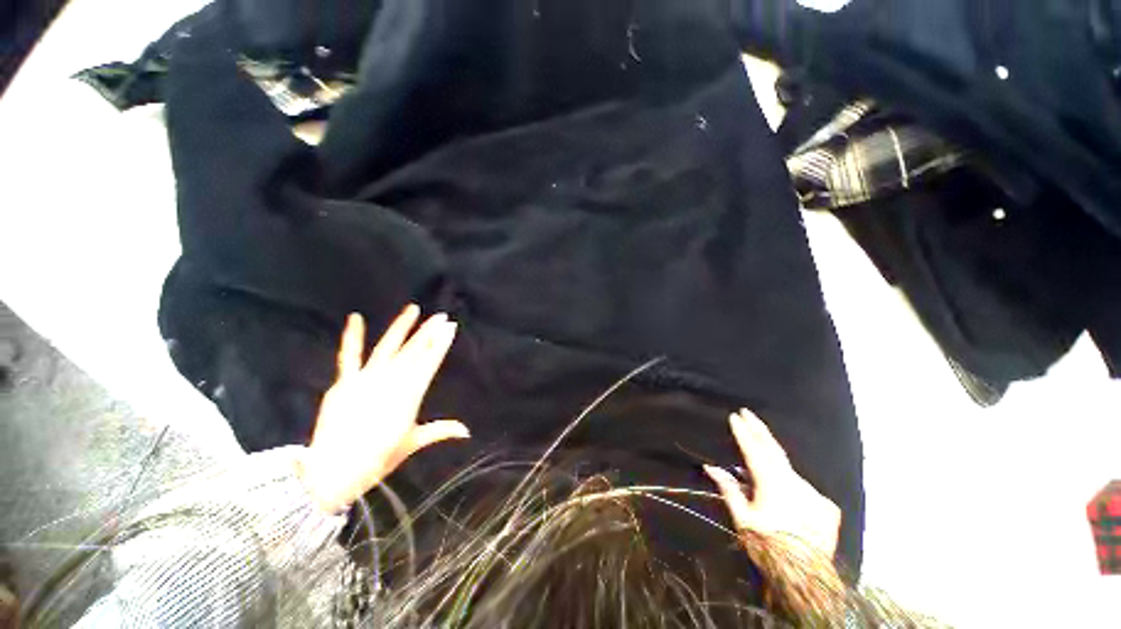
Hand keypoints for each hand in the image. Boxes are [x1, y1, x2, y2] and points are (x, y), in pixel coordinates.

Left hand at [298, 305, 469, 514]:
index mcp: (410, 394)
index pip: (430, 362)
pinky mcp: (345, 382)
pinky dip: (352, 337)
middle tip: (441, 316)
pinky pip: (349, 356)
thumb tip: (466, 431)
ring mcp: (367, 379)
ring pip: (389, 347)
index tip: (450, 327)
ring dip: (402, 327)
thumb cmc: (378, 458)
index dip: (441, 343)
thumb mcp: (412, 443)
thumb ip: (440, 431)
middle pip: (414, 351)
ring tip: (413, 309)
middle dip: (429, 332)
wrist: (334, 470)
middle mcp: (391, 381)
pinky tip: (356, 317)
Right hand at [704, 409, 840, 559]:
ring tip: (761, 463)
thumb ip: (729, 489)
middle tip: (748, 412)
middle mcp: (795, 483)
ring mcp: (814, 493)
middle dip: (759, 429)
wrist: (806, 577)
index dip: (743, 432)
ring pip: (789, 471)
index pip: (754, 450)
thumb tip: (710, 467)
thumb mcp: (743, 519)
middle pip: (774, 449)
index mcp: (772, 484)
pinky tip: (787, 500)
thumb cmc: (769, 547)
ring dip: (774, 462)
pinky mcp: (827, 507)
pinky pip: (804, 489)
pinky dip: (791, 487)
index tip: (735, 416)